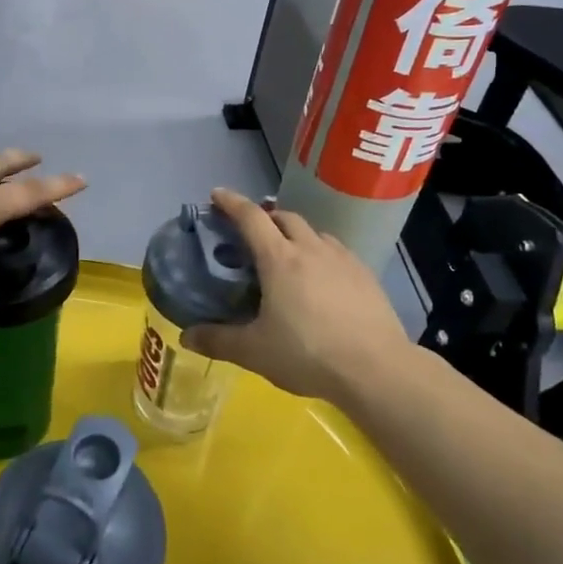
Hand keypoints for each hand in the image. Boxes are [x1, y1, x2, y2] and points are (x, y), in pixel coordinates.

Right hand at [182, 188, 410, 403]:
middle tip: (252, 233)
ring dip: (295, 234)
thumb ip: (218, 341)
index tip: (217, 195)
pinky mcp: (365, 274)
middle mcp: (310, 248)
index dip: (231, 202)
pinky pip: (336, 250)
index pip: (250, 217)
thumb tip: (186, 336)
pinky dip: (320, 252)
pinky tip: (322, 277)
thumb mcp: (254, 352)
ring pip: (313, 232)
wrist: (376, 368)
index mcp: (279, 259)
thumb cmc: (308, 354)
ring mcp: (342, 258)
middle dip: (265, 217)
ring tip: (288, 254)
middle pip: (284, 217)